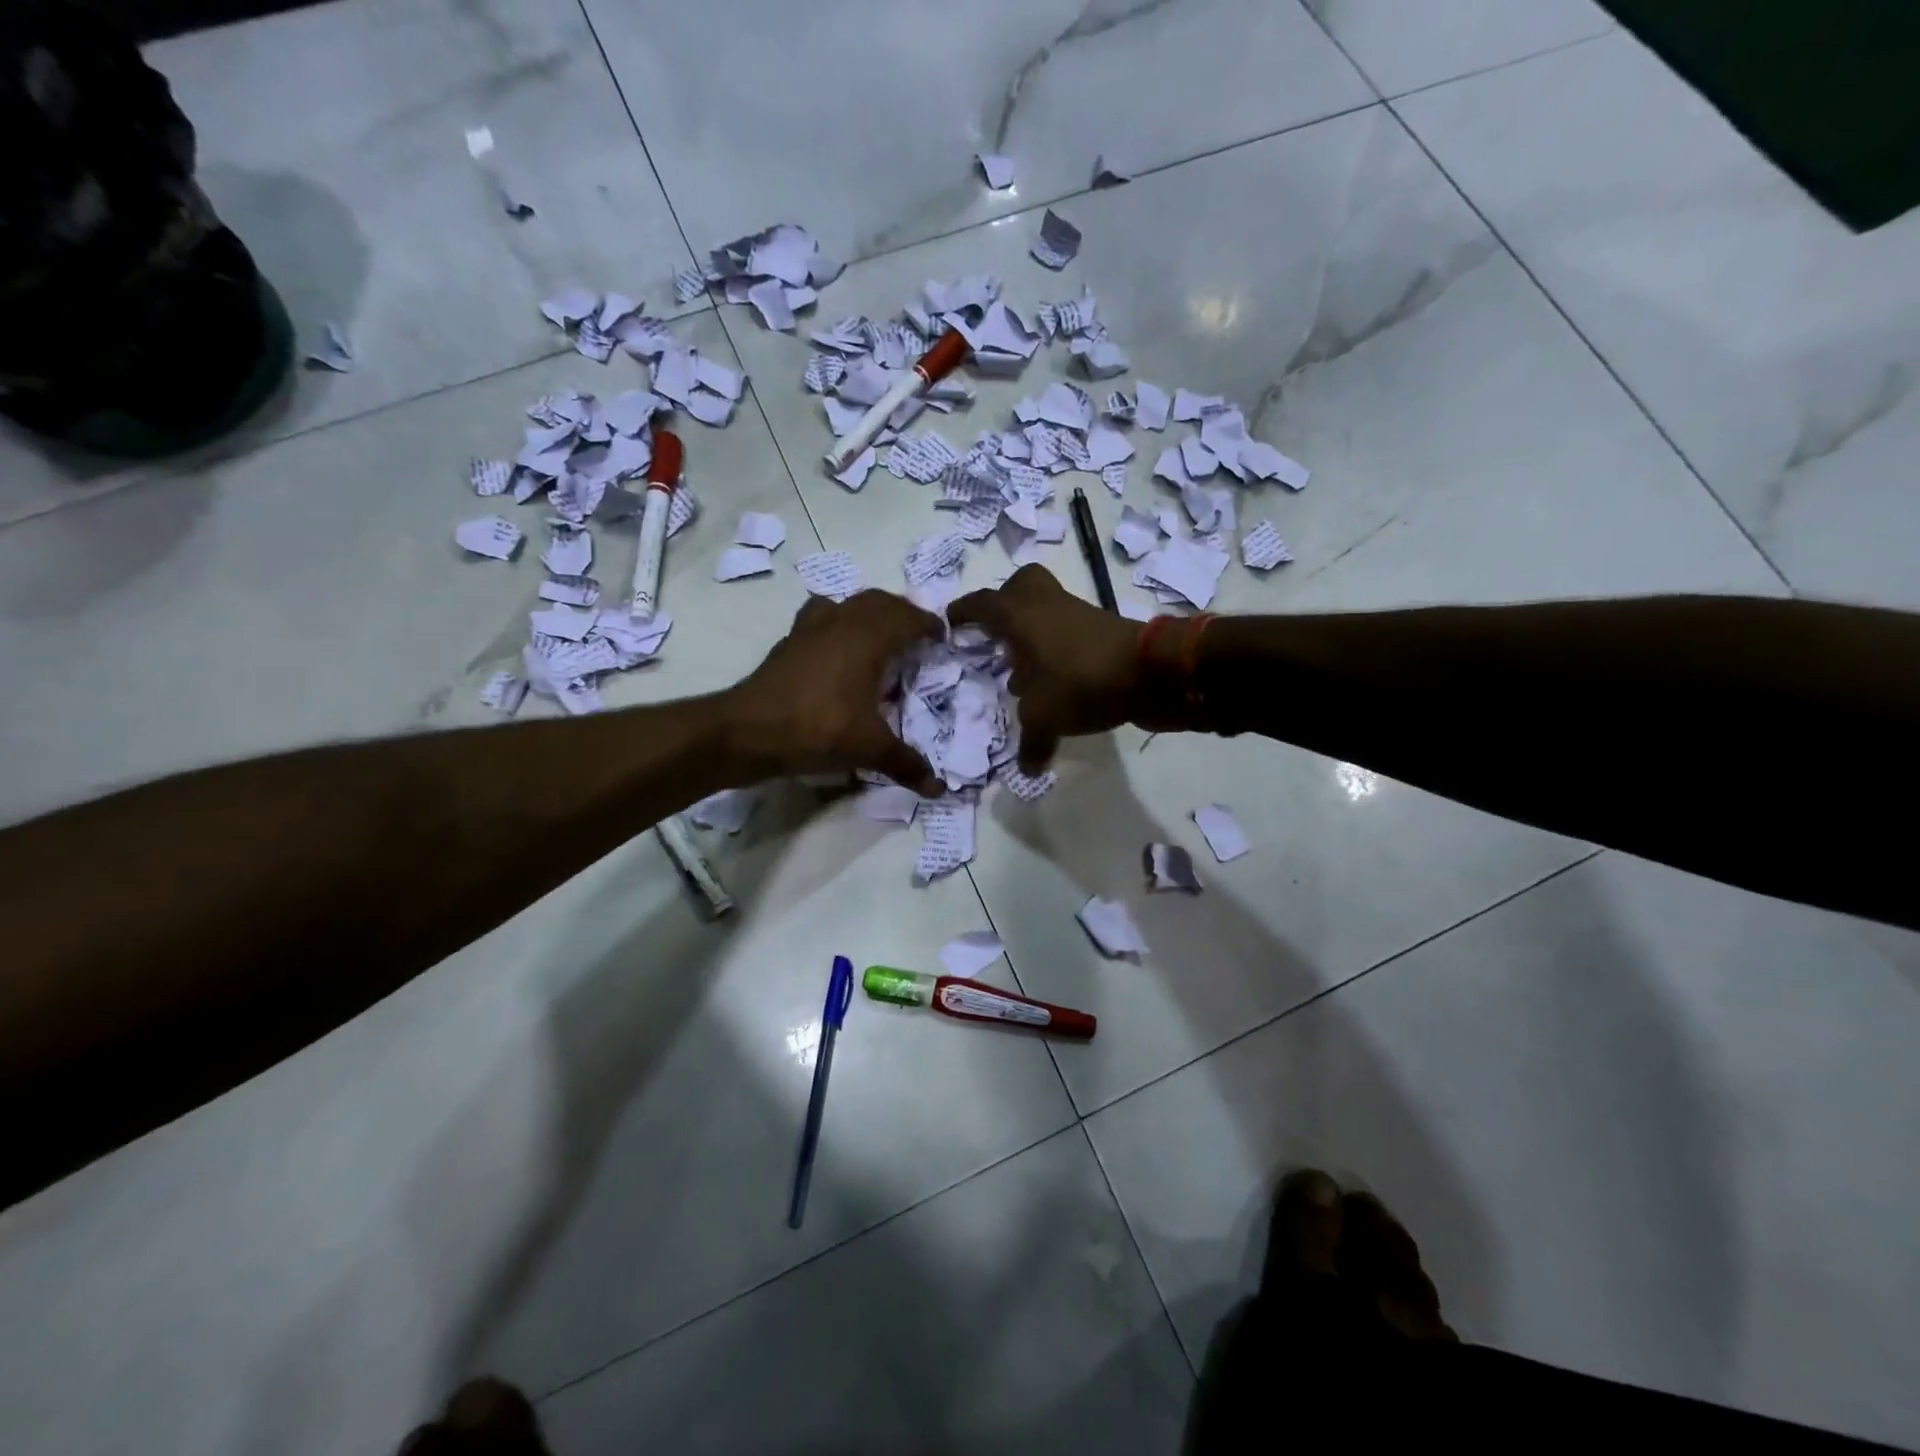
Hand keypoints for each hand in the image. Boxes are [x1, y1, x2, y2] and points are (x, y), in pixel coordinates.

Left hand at [724, 590, 945, 794]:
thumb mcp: (868, 749)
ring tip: (878, 638)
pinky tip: (837, 652)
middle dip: (901, 613)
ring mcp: (810, 629)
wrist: (748, 731)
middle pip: (878, 601)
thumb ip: (905, 763)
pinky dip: (837, 625)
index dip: (928, 624)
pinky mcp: (789, 643)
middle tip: (915, 636)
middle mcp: (841, 622)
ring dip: (868, 613)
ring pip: (847, 604)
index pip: (907, 617)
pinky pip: (820, 619)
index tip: (941, 637)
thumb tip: (937, 789)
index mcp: (868, 638)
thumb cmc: (818, 729)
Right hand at [949, 564, 1141, 771]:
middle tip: (995, 633)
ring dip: (1033, 634)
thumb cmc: (1080, 683)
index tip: (950, 622)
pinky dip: (1057, 652)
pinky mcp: (1103, 632)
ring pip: (1048, 611)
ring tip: (1022, 672)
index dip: (964, 611)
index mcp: (1021, 617)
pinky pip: (1069, 633)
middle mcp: (1047, 607)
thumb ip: (1031, 743)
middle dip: (1005, 603)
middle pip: (1021, 585)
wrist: (1151, 673)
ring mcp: (1078, 616)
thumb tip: (1027, 771)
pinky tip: (1054, 684)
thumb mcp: (1045, 719)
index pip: (984, 604)